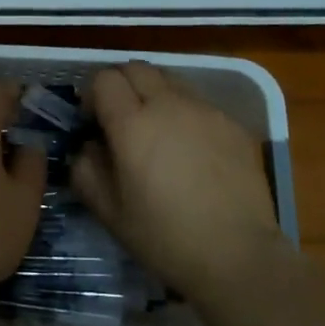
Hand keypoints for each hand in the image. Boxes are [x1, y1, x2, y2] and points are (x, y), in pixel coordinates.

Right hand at [74, 61, 280, 301]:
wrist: (239, 257)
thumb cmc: (165, 238)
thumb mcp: (109, 212)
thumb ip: (85, 169)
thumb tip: (87, 146)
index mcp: (132, 124)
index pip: (104, 79)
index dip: (93, 95)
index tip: (94, 123)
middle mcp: (168, 105)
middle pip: (136, 68)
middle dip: (122, 86)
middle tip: (122, 120)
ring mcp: (205, 111)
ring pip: (170, 80)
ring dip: (154, 94)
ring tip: (158, 130)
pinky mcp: (233, 124)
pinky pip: (199, 103)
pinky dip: (185, 114)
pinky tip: (192, 151)